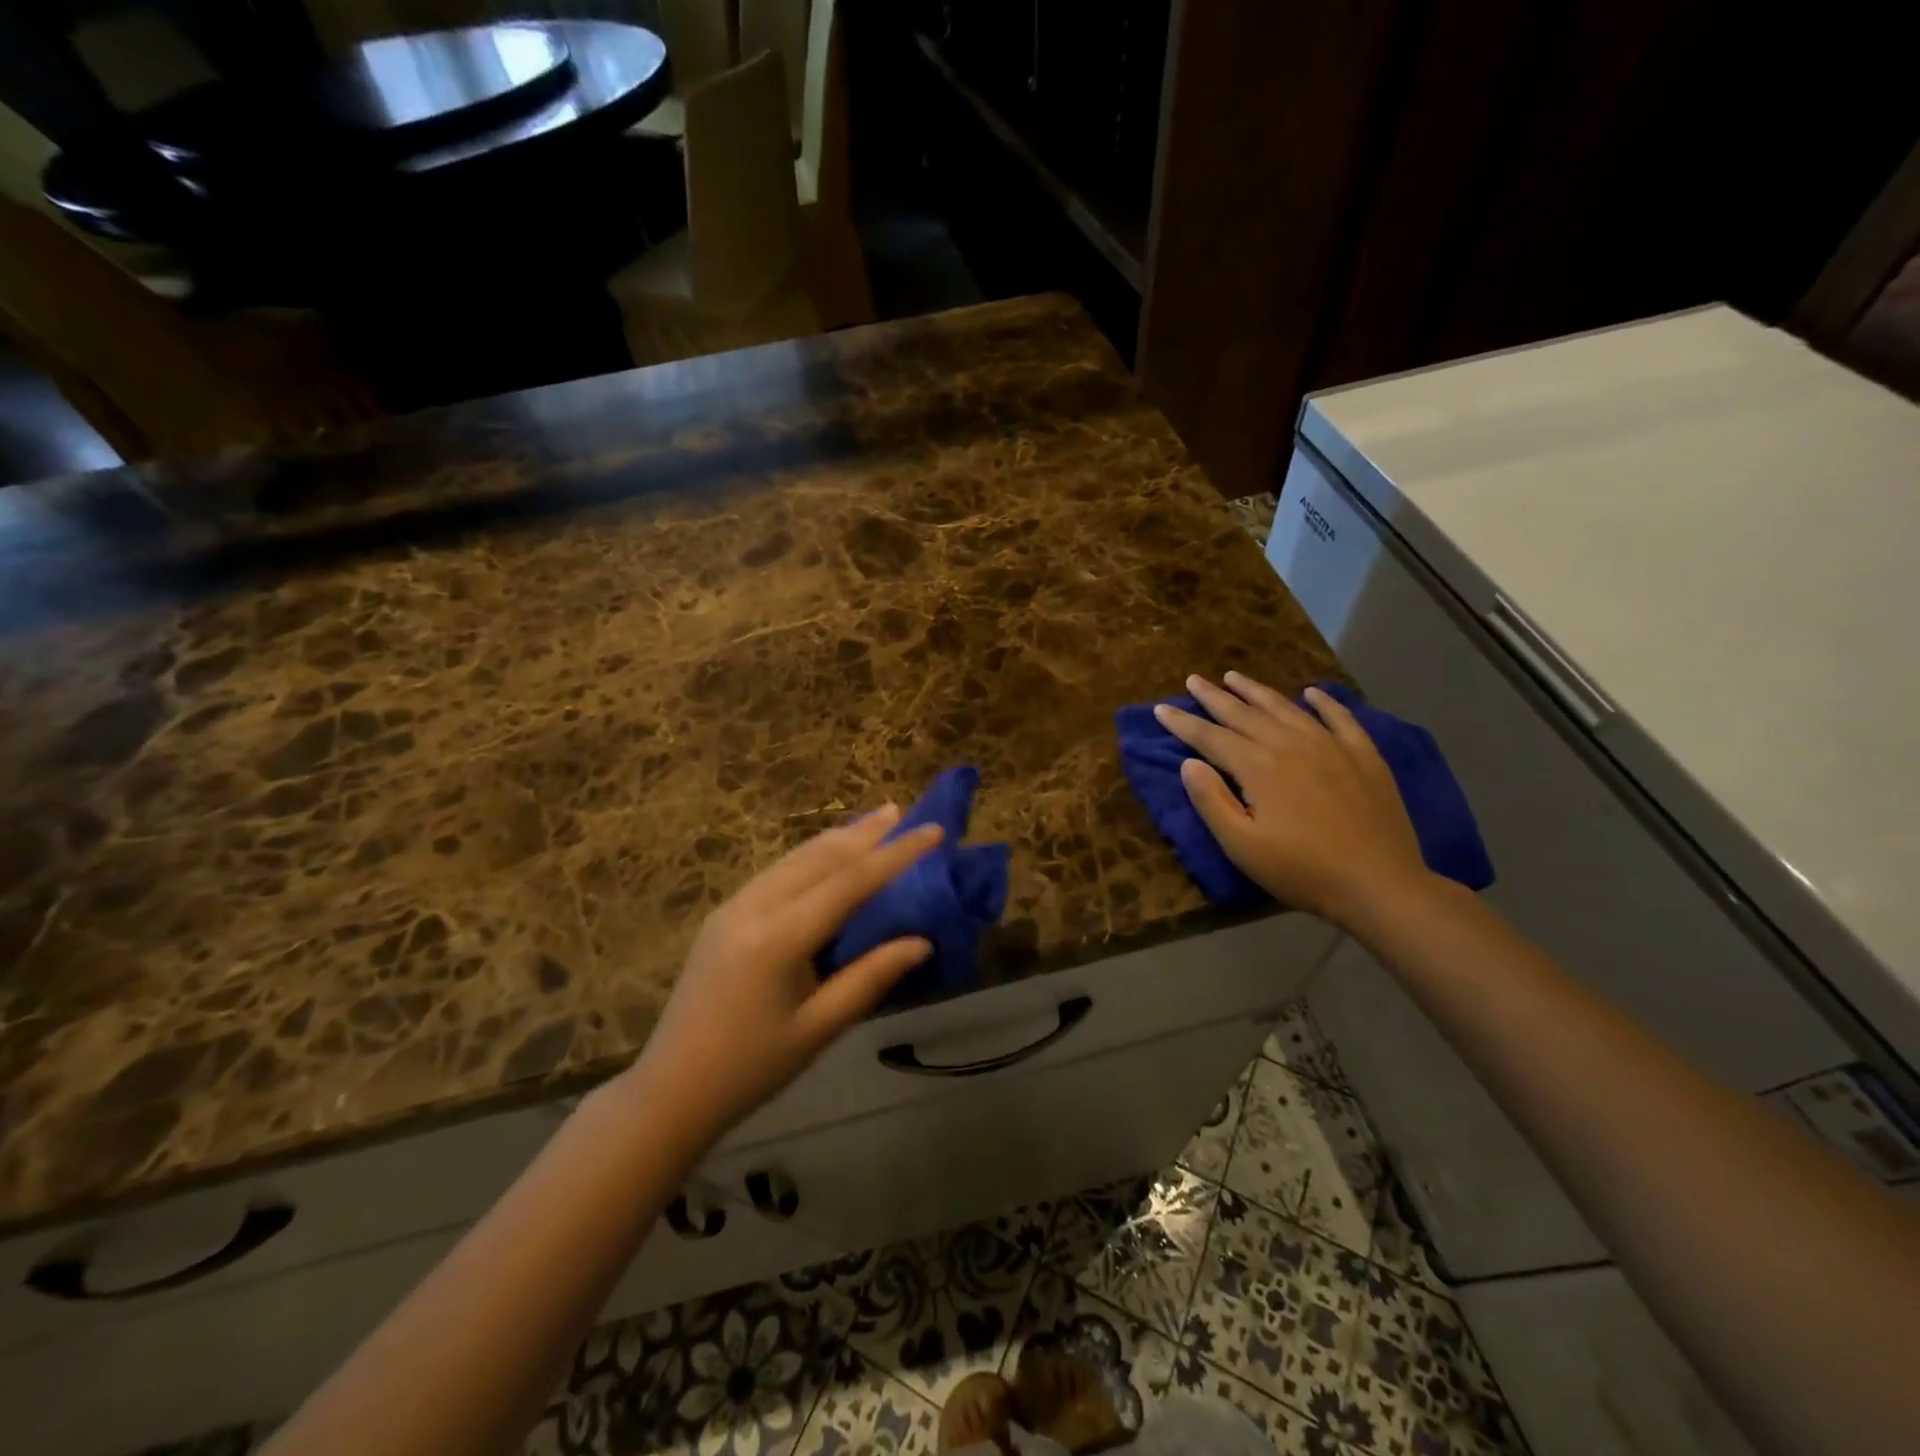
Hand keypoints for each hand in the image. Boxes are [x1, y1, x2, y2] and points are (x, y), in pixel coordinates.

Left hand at [627, 806, 943, 1139]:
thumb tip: (922, 942)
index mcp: (779, 938)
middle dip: (864, 832)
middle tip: (902, 811)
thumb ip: (870, 978)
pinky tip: (827, 855)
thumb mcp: (818, 1029)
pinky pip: (777, 872)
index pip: (849, 881)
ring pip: (795, 859)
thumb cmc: (751, 1068)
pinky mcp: (724, 915)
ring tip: (873, 822)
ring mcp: (734, 907)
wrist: (670, 1090)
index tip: (933, 831)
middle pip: (819, 857)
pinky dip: (811, 857)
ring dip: (837, 838)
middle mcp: (754, 907)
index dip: (895, 854)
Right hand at [1156, 673, 1430, 927]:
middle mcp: (1291, 744)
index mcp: (1258, 766)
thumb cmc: (1301, 870)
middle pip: (1244, 713)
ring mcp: (1331, 745)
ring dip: (1256, 690)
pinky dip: (1324, 701)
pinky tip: (1311, 692)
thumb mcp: (1242, 845)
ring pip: (1285, 708)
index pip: (1211, 737)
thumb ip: (1211, 800)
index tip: (1160, 708)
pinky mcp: (1363, 756)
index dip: (1183, 723)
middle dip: (1214, 697)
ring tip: (1234, 676)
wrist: (1379, 883)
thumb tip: (1189, 763)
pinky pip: (1340, 717)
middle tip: (1193, 680)